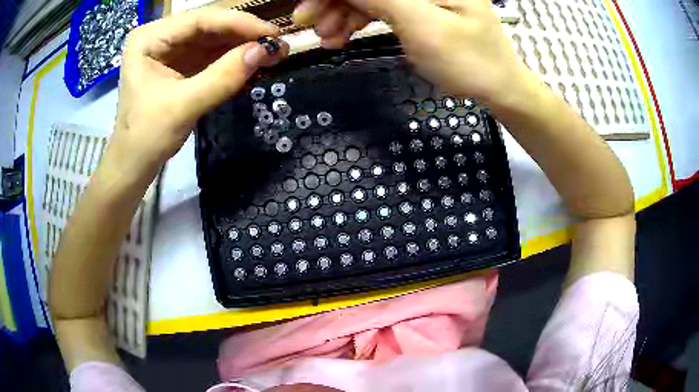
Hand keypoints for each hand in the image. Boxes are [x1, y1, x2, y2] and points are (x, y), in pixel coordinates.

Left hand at [112, 9, 288, 170]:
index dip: (239, 23)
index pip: (200, 19)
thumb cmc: (146, 138)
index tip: (272, 33)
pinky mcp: (179, 66)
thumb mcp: (183, 106)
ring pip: (212, 40)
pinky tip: (252, 64)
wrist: (133, 166)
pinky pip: (210, 56)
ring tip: (272, 54)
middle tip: (277, 45)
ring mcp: (170, 51)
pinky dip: (231, 60)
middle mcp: (160, 37)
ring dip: (241, 47)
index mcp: (149, 38)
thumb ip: (223, 77)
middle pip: (208, 27)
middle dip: (243, 35)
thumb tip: (266, 51)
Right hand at [293, 0, 532, 106]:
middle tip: (308, 23)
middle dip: (333, 0)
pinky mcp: (416, 7)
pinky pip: (377, 6)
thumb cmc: (470, 61)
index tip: (308, 6)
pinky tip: (343, 35)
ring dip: (340, 12)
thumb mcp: (424, 26)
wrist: (497, 88)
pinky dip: (357, 20)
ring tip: (327, 38)